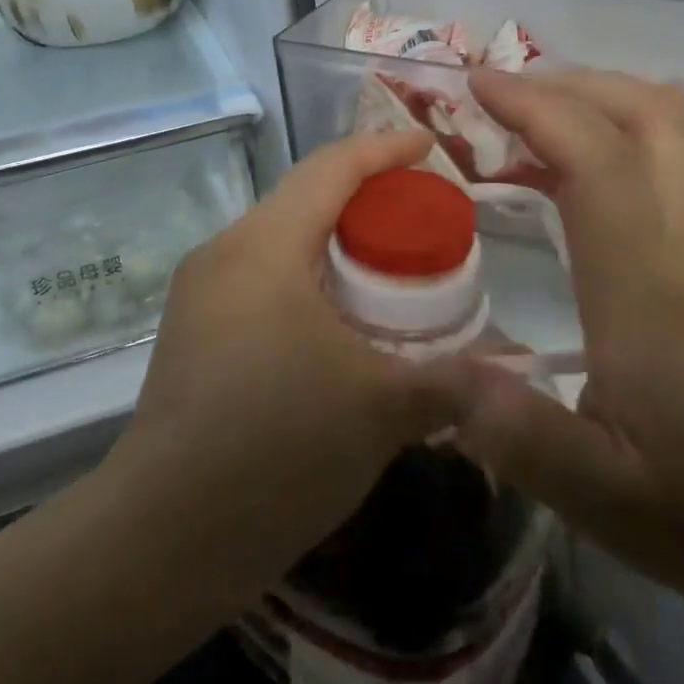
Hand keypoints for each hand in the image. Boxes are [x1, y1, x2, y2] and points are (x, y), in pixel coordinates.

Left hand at [107, 129, 460, 616]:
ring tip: (391, 271)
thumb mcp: (382, 409)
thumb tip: (519, 372)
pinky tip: (342, 323)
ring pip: (281, 242)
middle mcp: (224, 253)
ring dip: (336, 244)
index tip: (430, 145)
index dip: (384, 148)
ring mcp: (200, 294)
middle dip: (366, 199)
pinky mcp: (194, 333)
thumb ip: (455, 379)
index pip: (330, 168)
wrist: (164, 537)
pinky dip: (309, 280)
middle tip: (423, 219)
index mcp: (264, 247)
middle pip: (304, 199)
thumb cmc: (277, 449)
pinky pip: (262, 280)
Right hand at [434, 70, 683, 624]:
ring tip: (547, 117)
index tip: (477, 85)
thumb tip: (432, 377)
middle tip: (503, 95)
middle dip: (569, 84)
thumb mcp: (598, 495)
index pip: (595, 156)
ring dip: (608, 97)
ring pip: (680, 125)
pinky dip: (641, 129)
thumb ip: (512, 431)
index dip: (534, 106)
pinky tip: (609, 164)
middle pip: (646, 112)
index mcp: (649, 284)